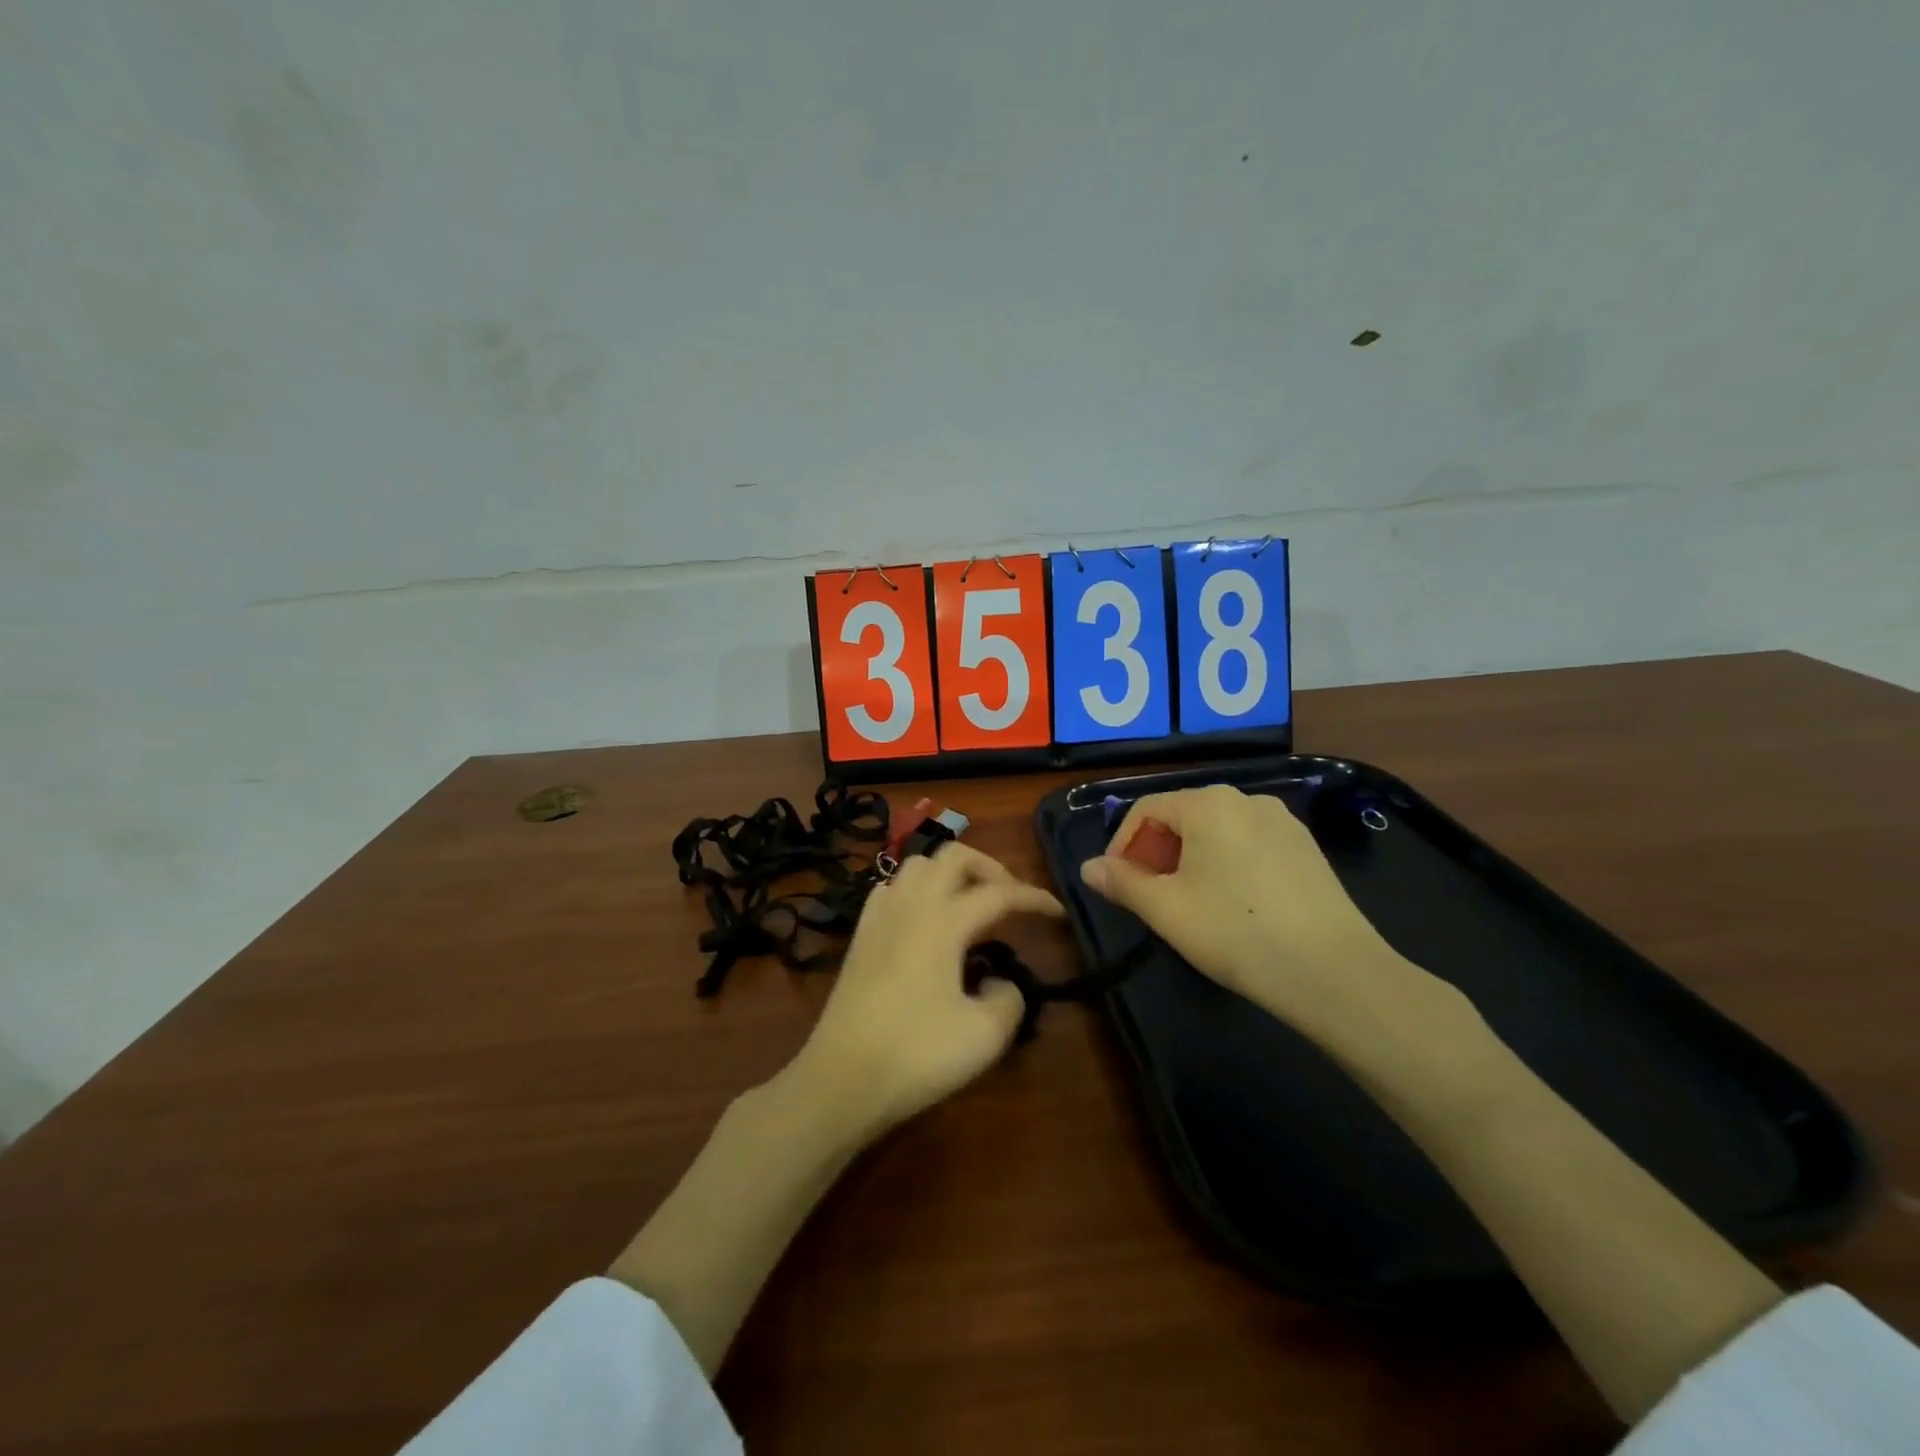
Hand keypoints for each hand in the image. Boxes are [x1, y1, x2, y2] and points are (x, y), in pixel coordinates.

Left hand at [785, 843, 1063, 1137]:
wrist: (841, 1079)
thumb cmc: (917, 1054)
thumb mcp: (985, 1035)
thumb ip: (1009, 998)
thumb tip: (999, 981)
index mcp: (944, 920)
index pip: (999, 893)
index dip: (1034, 898)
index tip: (1058, 913)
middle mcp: (911, 905)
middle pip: (954, 855)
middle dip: (990, 868)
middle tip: (1011, 900)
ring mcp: (880, 916)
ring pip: (918, 864)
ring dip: (950, 873)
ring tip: (970, 905)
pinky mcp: (860, 935)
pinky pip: (890, 888)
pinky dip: (916, 889)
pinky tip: (924, 917)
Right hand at [1079, 784, 1451, 1056]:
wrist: (1332, 972)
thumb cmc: (1235, 931)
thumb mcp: (1165, 909)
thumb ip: (1121, 882)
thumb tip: (1088, 867)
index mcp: (1207, 803)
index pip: (1147, 809)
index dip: (1123, 845)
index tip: (1118, 884)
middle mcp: (1246, 799)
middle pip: (1183, 816)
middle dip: (1157, 852)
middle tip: (1151, 897)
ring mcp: (1283, 821)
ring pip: (1218, 831)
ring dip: (1192, 859)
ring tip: (1190, 903)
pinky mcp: (1307, 848)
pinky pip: (1250, 844)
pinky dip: (1228, 864)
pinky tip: (1235, 905)